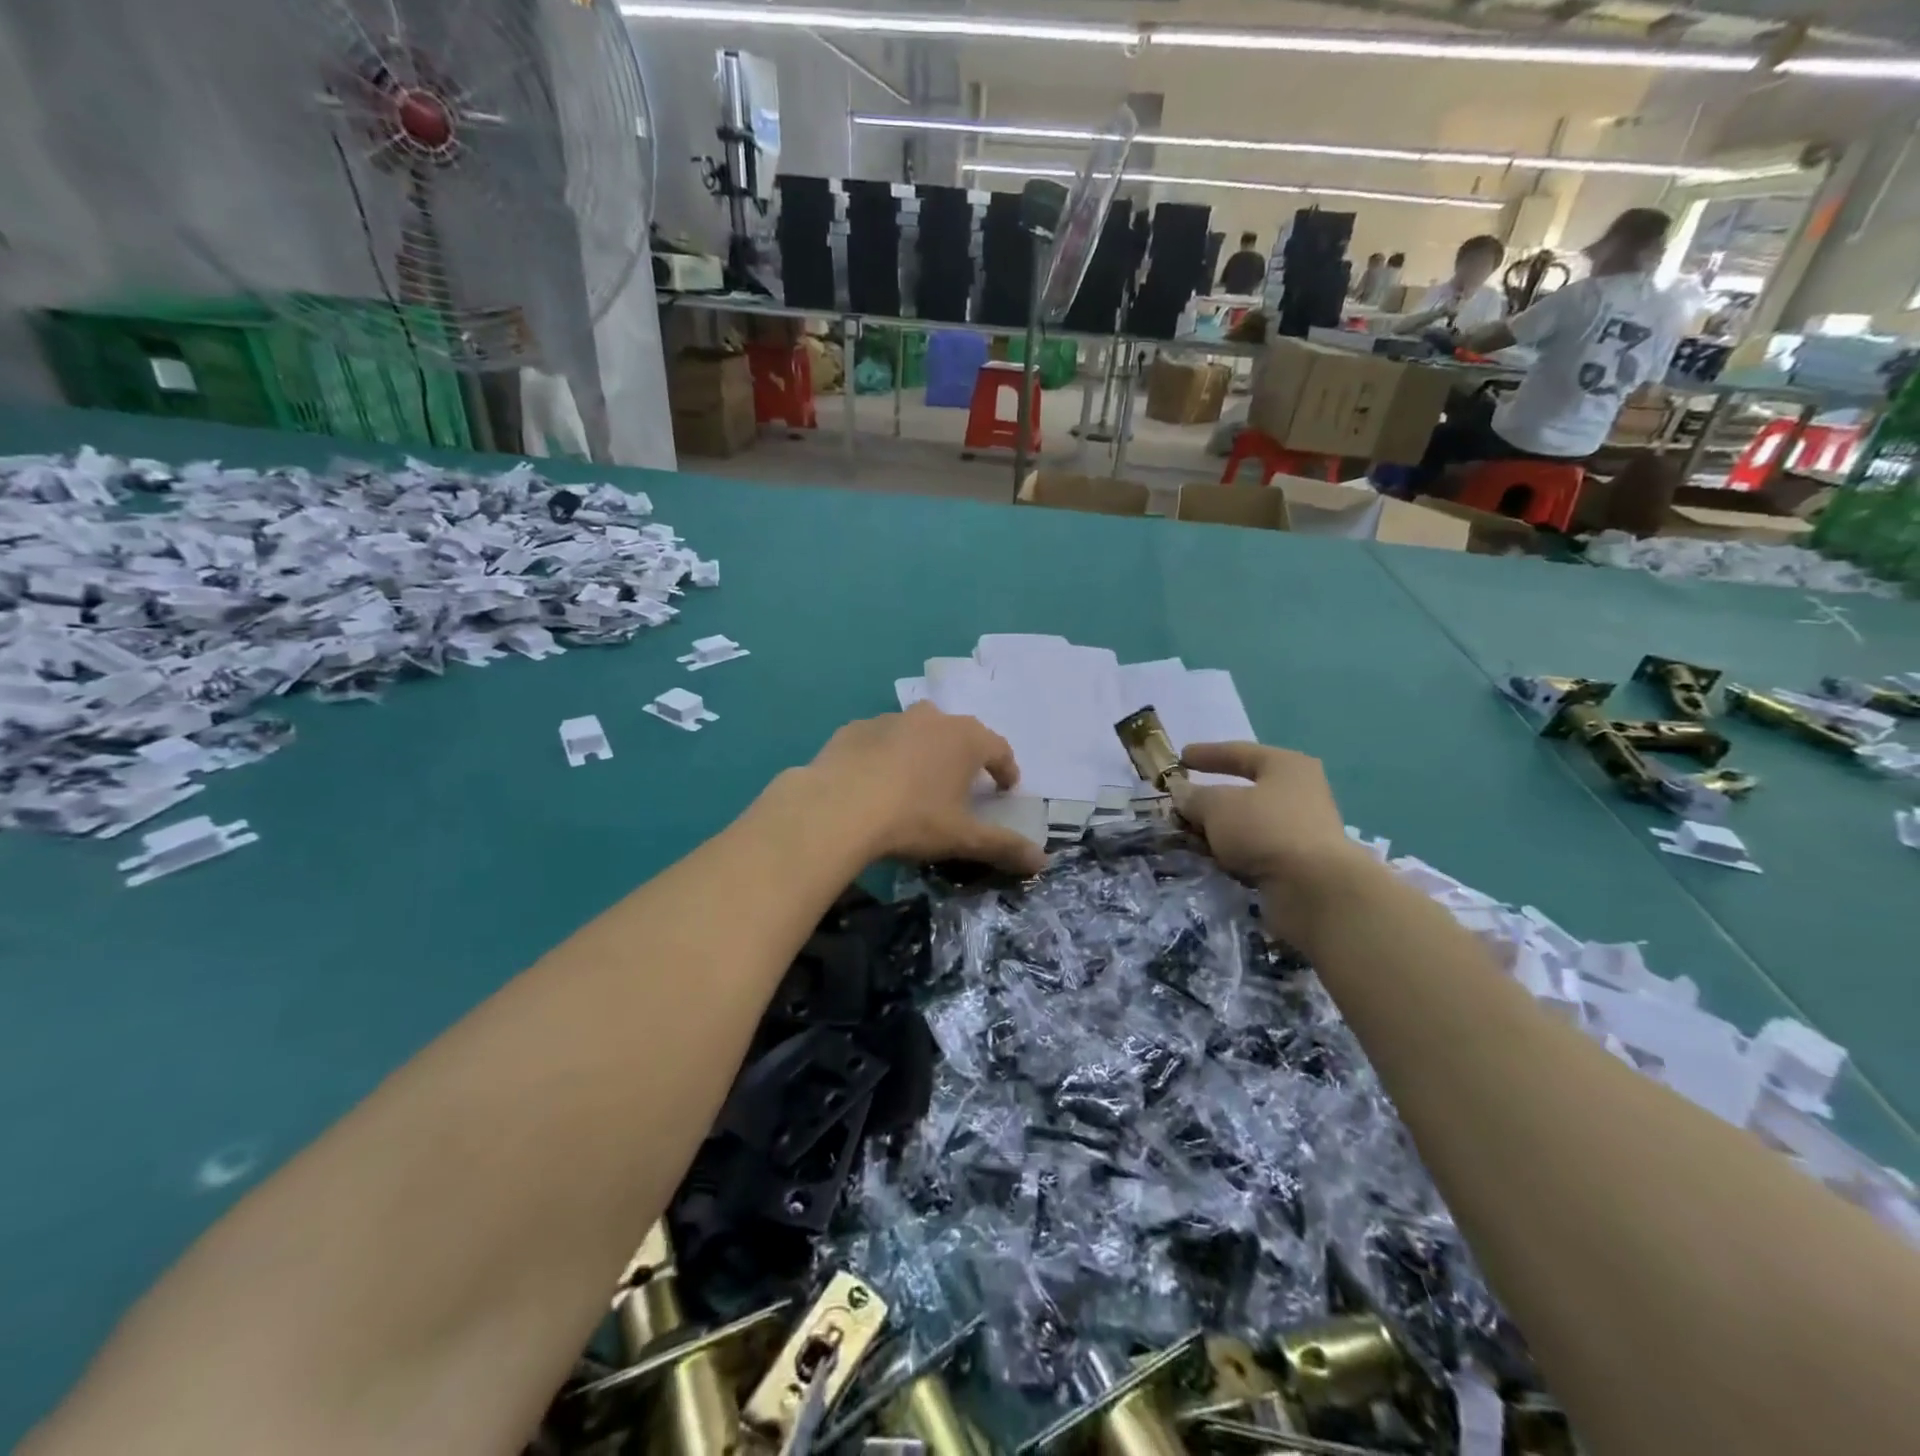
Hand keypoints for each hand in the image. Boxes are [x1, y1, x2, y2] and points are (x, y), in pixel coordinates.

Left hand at [804, 703, 1047, 874]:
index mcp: (965, 739)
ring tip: (918, 780)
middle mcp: (931, 719)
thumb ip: (1004, 846)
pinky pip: (880, 739)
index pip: (998, 748)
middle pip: (959, 733)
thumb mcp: (963, 838)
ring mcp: (890, 720)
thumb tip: (1043, 862)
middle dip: (965, 755)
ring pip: (917, 731)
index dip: (1005, 769)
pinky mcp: (854, 729)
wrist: (837, 808)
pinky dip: (885, 754)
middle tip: (963, 783)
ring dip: (924, 750)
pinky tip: (874, 780)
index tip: (1005, 787)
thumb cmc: (912, 820)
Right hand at [1170, 742, 1373, 928]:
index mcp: (1287, 766)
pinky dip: (1234, 851)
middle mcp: (1300, 793)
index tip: (1182, 758)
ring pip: (1250, 822)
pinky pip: (1256, 848)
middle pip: (1246, 790)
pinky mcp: (1299, 862)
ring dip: (1220, 829)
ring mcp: (1303, 829)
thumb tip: (1181, 793)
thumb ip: (1194, 797)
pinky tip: (1213, 858)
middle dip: (1212, 798)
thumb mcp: (1217, 806)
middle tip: (1183, 803)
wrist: (1313, 889)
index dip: (1207, 754)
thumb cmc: (1265, 829)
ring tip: (1190, 836)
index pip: (1240, 752)